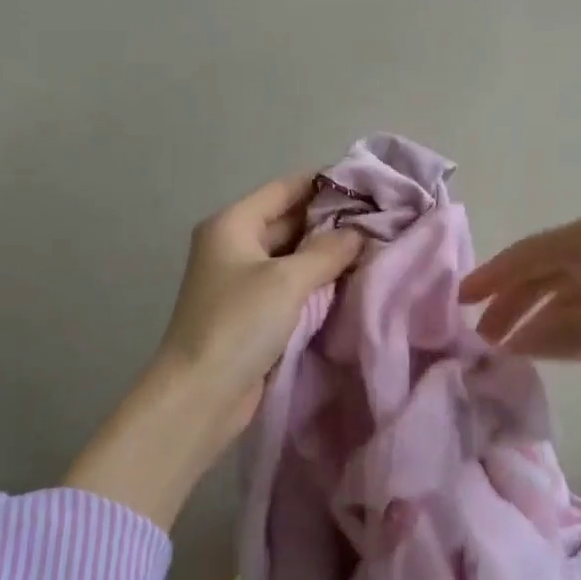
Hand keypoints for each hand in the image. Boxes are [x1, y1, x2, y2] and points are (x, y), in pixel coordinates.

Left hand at [154, 173, 365, 429]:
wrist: (200, 396)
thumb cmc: (239, 324)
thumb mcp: (287, 280)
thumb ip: (327, 251)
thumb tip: (359, 233)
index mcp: (233, 223)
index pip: (286, 187)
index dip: (325, 183)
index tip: (369, 185)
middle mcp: (235, 244)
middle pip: (289, 219)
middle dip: (331, 220)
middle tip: (380, 220)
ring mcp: (243, 279)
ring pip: (293, 254)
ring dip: (327, 253)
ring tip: (375, 247)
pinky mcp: (252, 311)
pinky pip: (291, 284)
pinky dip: (317, 281)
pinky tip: (351, 280)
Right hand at [461, 211, 580, 359]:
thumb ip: (567, 332)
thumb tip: (517, 343)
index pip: (524, 256)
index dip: (490, 278)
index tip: (460, 302)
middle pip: (542, 271)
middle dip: (511, 302)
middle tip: (484, 336)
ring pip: (567, 286)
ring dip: (541, 313)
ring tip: (515, 345)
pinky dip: (572, 318)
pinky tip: (563, 343)